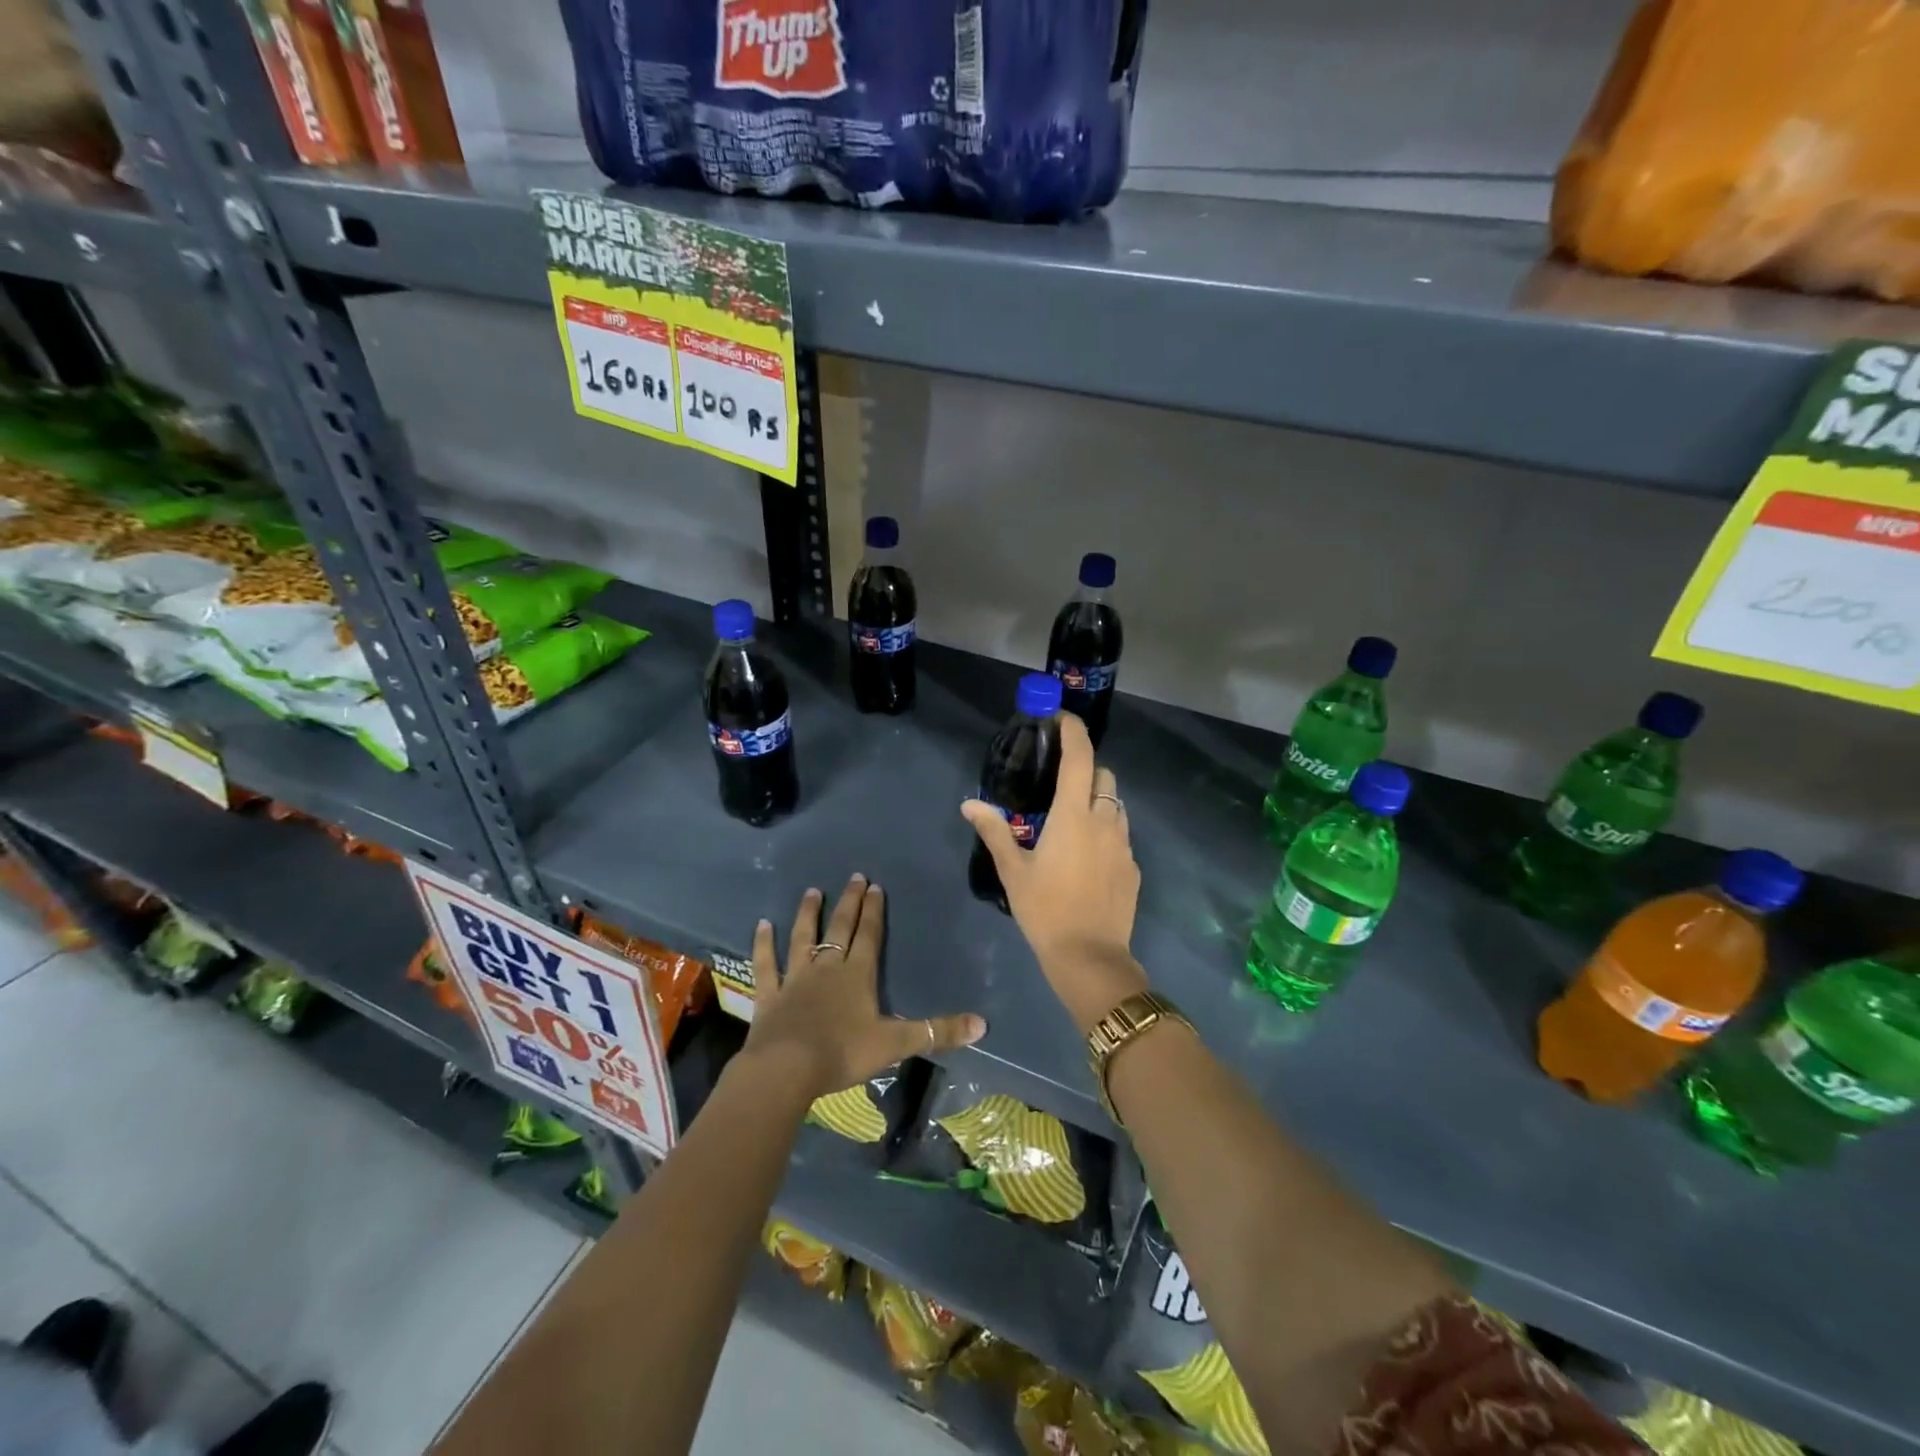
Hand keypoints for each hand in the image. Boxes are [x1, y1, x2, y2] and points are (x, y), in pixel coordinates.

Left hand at [740, 874, 986, 1100]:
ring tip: (812, 891)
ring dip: (808, 914)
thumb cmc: (843, 1053)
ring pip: (802, 938)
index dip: (874, 911)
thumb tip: (982, 1025)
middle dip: (849, 902)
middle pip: (840, 928)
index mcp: (857, 975)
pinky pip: (765, 964)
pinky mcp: (769, 995)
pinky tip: (761, 925)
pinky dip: (763, 944)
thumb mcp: (896, 1045)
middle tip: (854, 877)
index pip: (869, 935)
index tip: (876, 886)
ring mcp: (795, 978)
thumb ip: (937, 1032)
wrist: (787, 1069)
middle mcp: (827, 967)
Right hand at [962, 713, 1148, 1031]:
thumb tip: (970, 803)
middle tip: (1060, 784)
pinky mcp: (1134, 868)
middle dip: (1086, 769)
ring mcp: (1125, 845)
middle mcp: (1105, 821)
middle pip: (1103, 776)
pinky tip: (1088, 857)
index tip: (1062, 718)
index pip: (1079, 758)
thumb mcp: (1013, 871)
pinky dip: (1107, 831)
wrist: (1090, 958)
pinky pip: (1122, 835)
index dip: (1073, 731)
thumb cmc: (1045, 910)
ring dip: (1098, 800)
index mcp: (1073, 816)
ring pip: (1117, 805)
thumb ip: (994, 831)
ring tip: (1073, 821)